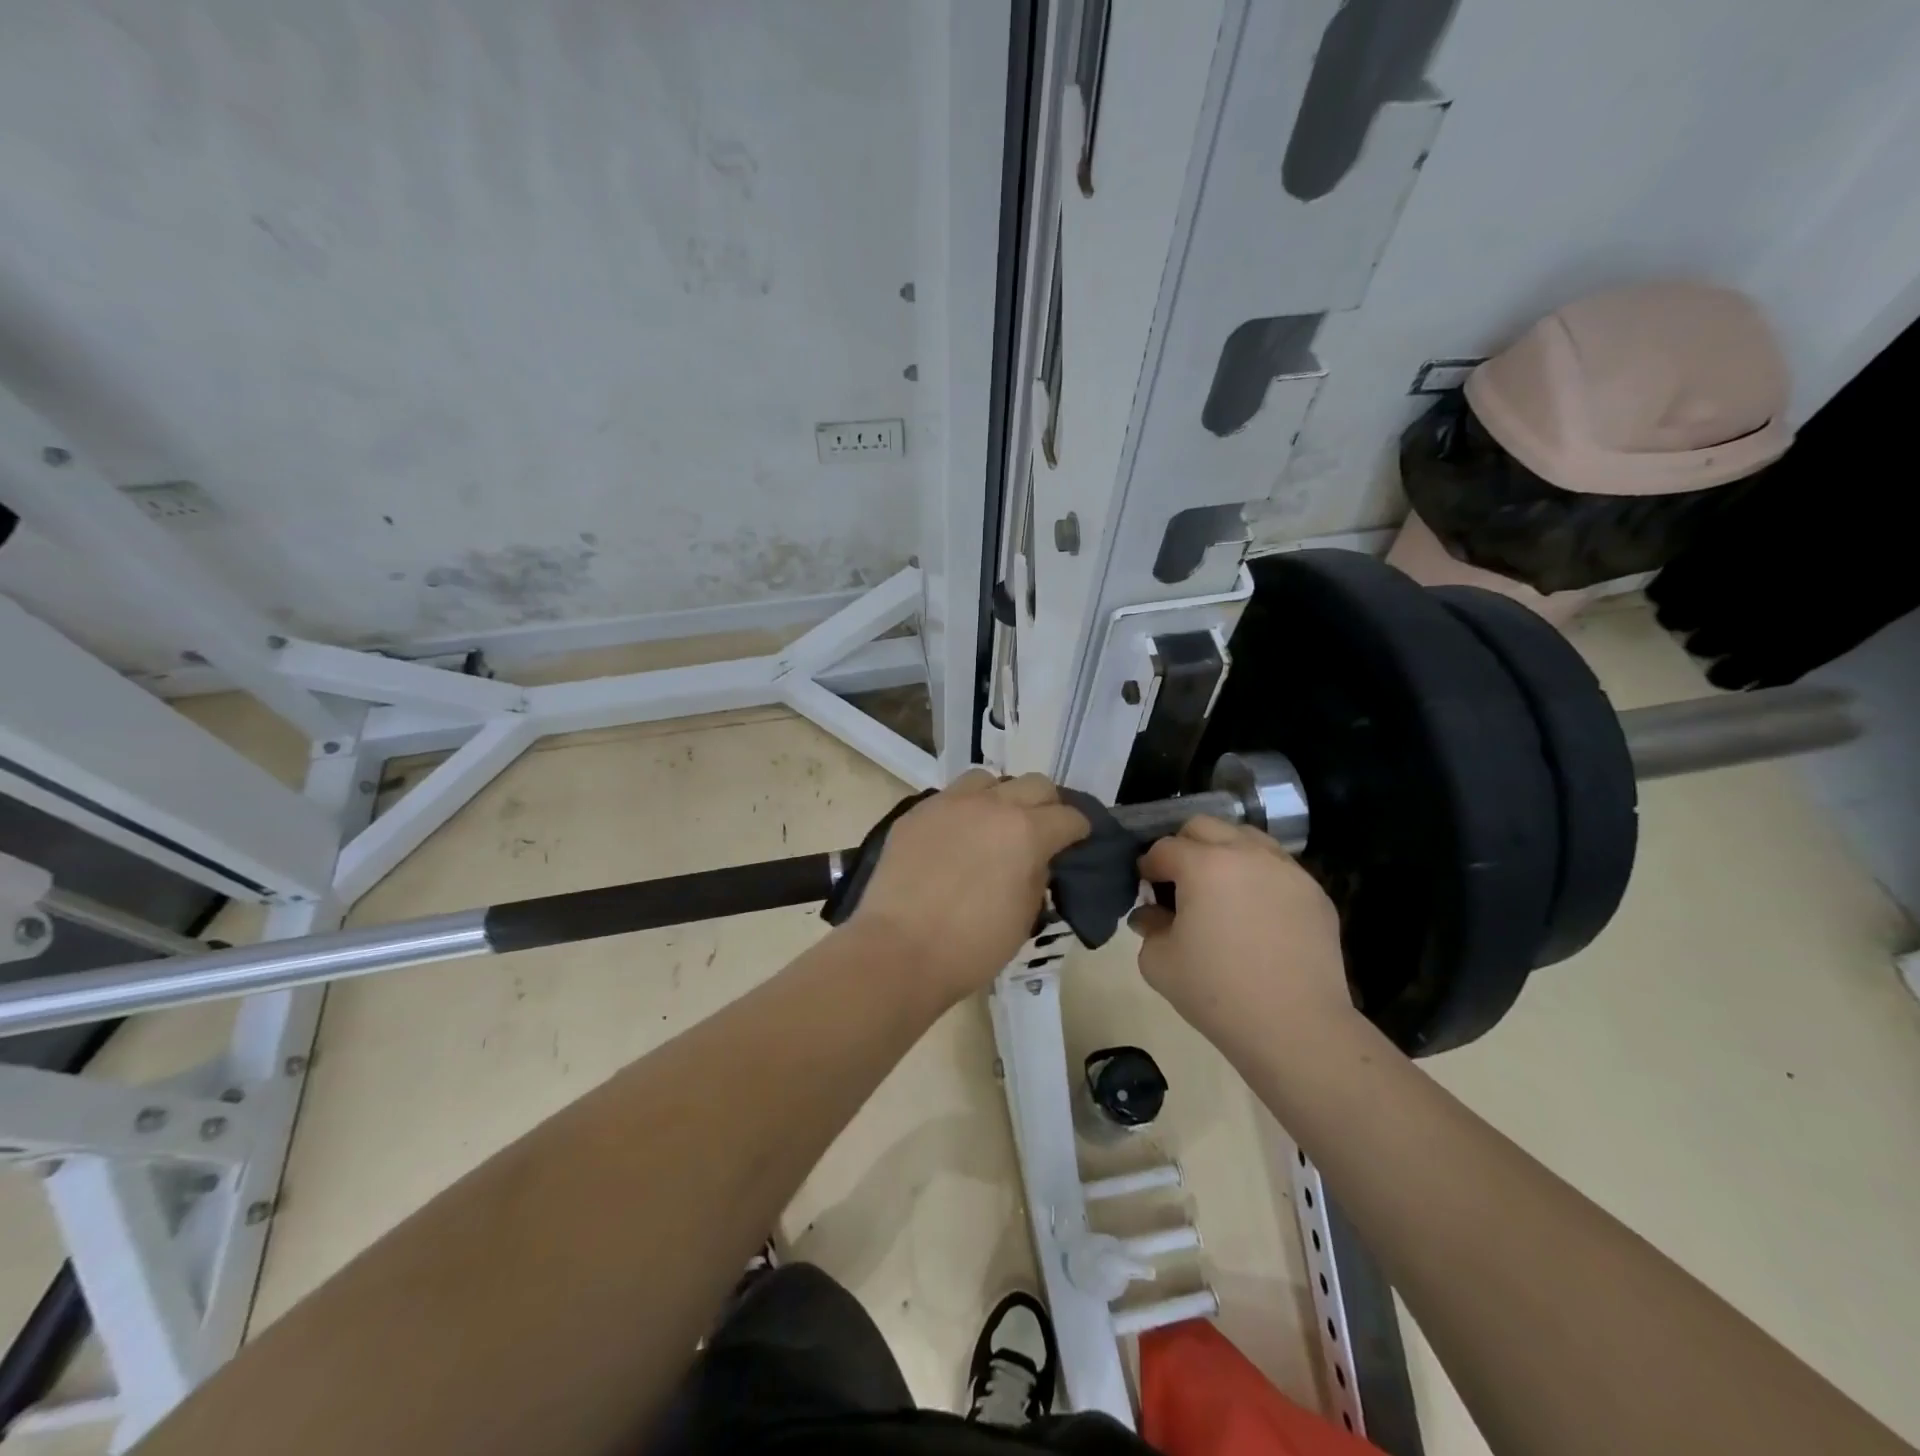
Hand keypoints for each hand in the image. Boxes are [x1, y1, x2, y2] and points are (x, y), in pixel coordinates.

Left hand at [847, 770, 1089, 1003]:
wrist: (898, 950)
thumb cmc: (971, 946)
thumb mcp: (1024, 917)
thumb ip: (1037, 876)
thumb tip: (1036, 859)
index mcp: (1026, 831)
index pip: (1069, 816)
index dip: (1079, 830)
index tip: (1077, 842)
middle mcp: (991, 805)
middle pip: (1035, 784)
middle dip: (1047, 805)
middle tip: (1042, 830)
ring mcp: (949, 803)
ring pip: (988, 780)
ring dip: (1001, 797)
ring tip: (995, 824)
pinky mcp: (917, 812)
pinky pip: (950, 797)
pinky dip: (964, 809)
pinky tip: (957, 836)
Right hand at [1130, 816, 1353, 1045]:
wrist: (1296, 1028)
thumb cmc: (1217, 993)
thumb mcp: (1158, 962)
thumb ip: (1148, 926)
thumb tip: (1152, 914)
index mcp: (1203, 865)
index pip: (1164, 848)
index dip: (1148, 867)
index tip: (1145, 890)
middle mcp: (1247, 853)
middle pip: (1204, 826)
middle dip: (1183, 847)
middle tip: (1179, 883)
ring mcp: (1286, 870)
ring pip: (1246, 837)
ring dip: (1224, 852)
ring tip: (1220, 890)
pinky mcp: (1314, 892)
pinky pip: (1277, 866)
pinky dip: (1257, 875)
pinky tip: (1254, 912)